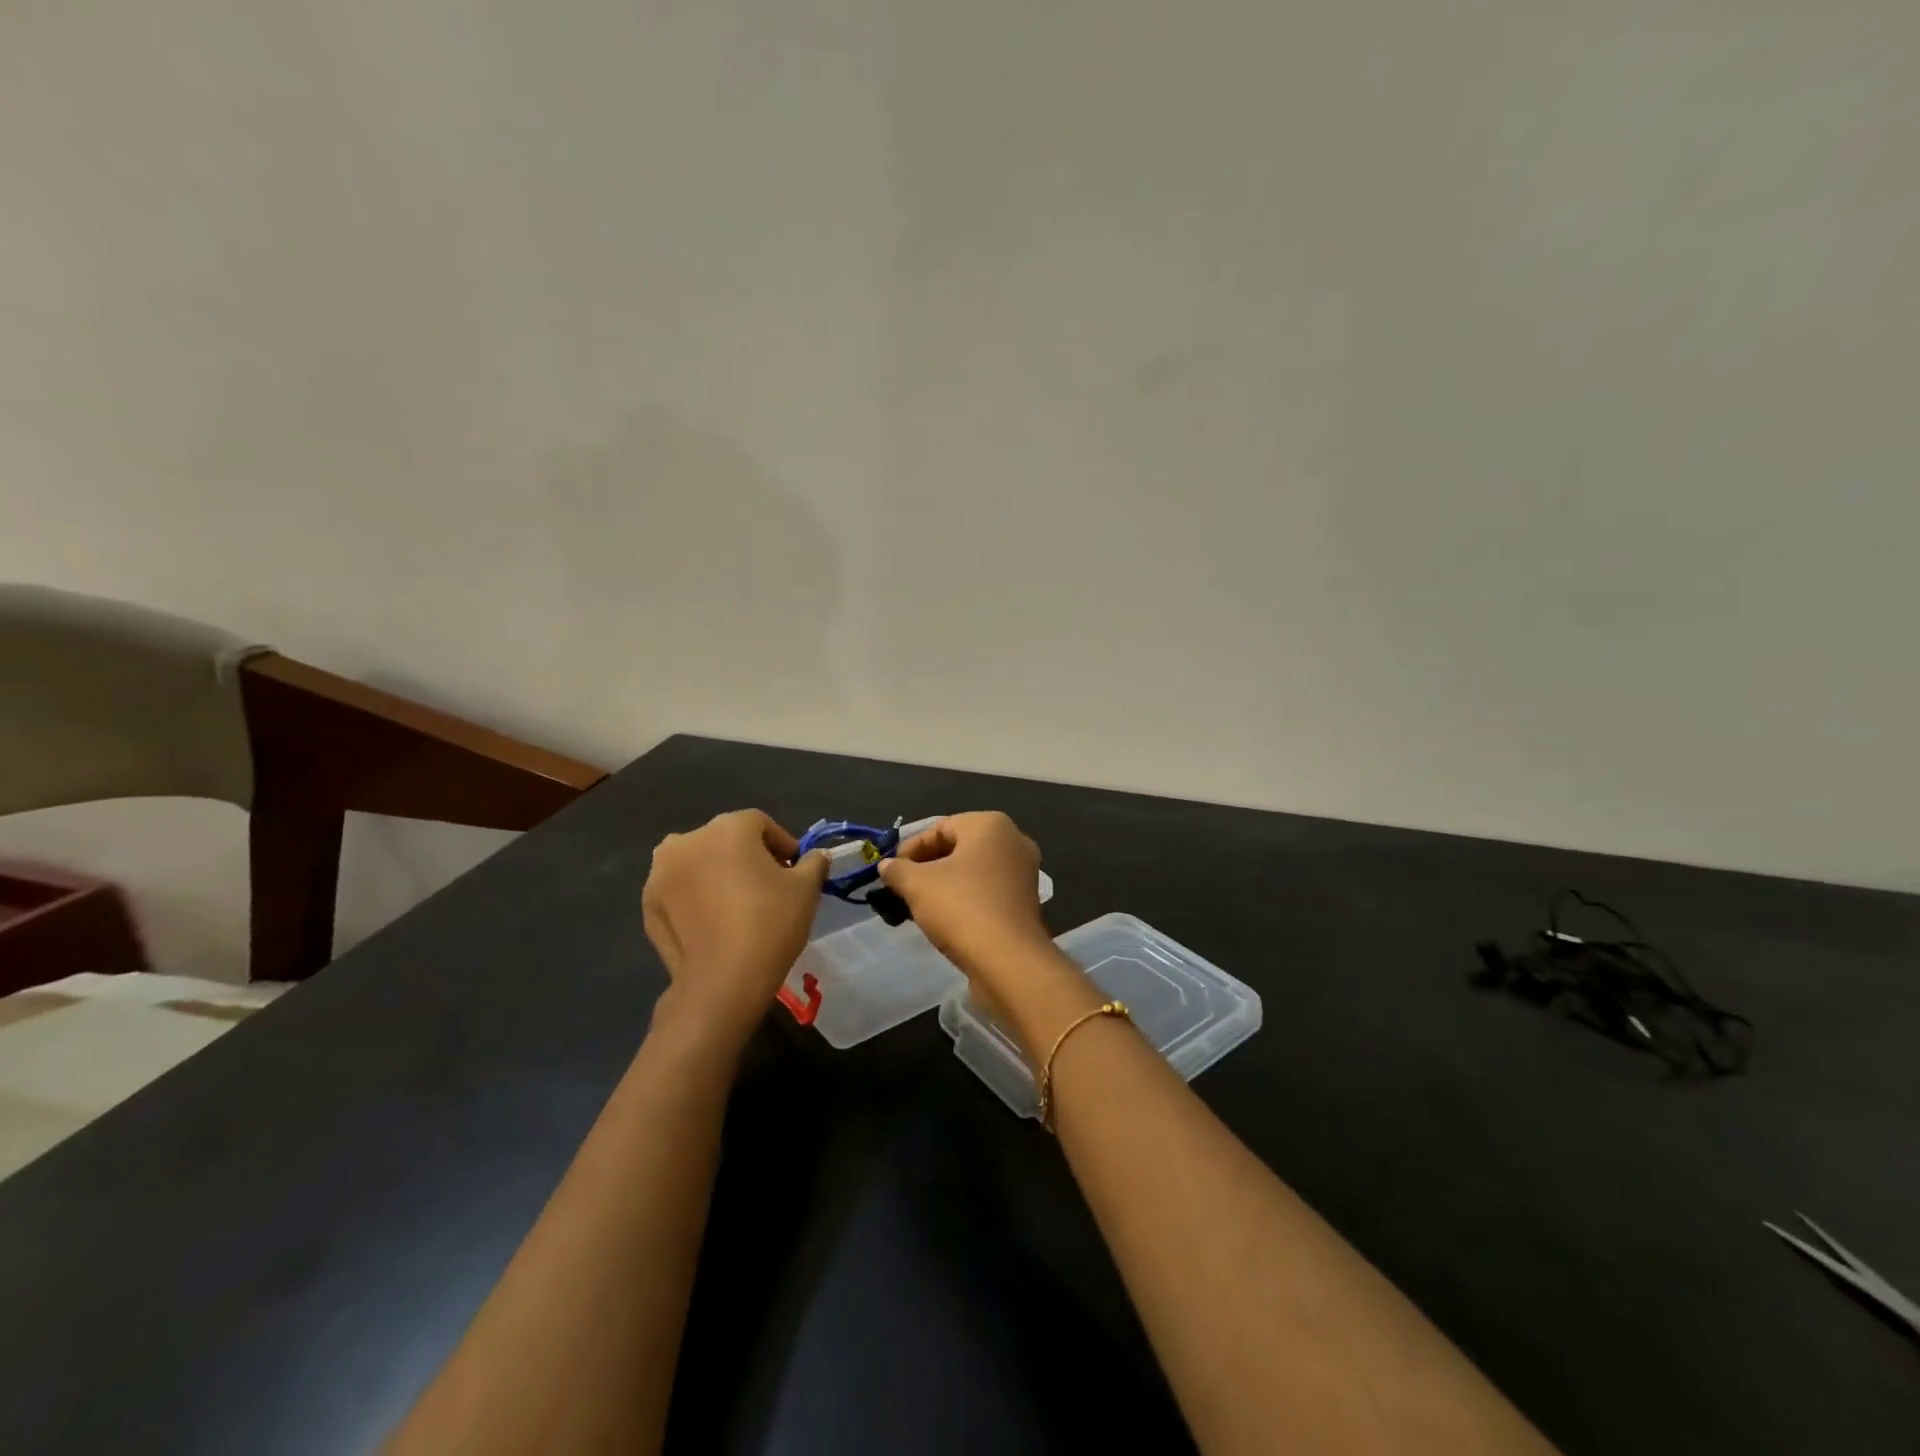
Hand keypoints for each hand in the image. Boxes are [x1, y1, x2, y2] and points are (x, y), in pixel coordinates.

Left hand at [642, 810, 827, 1045]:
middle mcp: (687, 840)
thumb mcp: (806, 889)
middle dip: (747, 857)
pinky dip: (695, 898)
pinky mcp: (648, 905)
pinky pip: (680, 891)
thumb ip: (813, 863)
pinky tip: (713, 923)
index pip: (760, 823)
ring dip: (717, 874)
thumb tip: (816, 857)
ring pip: (698, 864)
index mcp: (727, 827)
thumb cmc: (770, 923)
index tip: (794, 870)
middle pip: (725, 840)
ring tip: (737, 906)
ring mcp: (661, 873)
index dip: (782, 844)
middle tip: (768, 887)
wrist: (723, 981)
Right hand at [876, 812, 1054, 974]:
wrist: (1008, 960)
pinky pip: (988, 890)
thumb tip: (886, 866)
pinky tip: (945, 918)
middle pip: (959, 847)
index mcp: (990, 825)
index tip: (891, 871)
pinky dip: (965, 898)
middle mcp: (1013, 841)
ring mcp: (1024, 872)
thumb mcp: (917, 884)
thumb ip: (897, 870)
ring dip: (945, 884)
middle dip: (927, 866)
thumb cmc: (961, 907)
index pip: (940, 828)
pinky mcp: (1026, 901)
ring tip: (919, 904)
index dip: (911, 848)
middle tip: (902, 887)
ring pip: (974, 871)